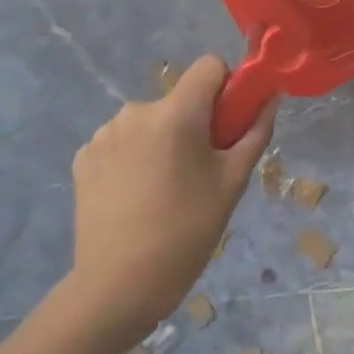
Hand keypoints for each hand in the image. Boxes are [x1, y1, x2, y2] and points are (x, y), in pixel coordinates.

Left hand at [63, 55, 276, 343]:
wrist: (116, 287)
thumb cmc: (187, 231)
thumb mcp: (233, 181)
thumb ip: (255, 131)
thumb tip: (271, 98)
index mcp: (176, 113)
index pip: (209, 65)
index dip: (227, 86)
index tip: (228, 123)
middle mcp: (136, 112)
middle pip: (180, 98)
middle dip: (195, 121)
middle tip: (201, 168)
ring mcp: (104, 135)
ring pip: (150, 119)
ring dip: (163, 137)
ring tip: (165, 185)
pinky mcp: (83, 158)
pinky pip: (122, 139)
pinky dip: (134, 155)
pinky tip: (136, 193)